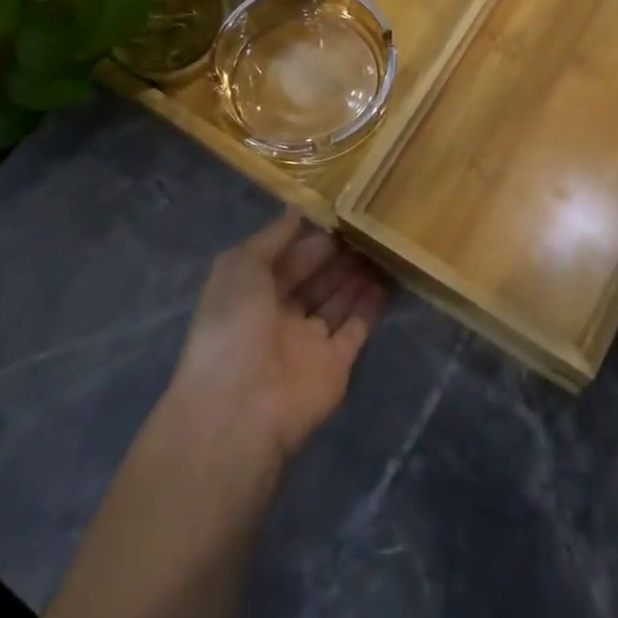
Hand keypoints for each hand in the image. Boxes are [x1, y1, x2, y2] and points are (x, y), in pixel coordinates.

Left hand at [169, 212, 386, 465]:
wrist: (242, 406)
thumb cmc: (233, 325)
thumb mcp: (240, 266)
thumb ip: (270, 238)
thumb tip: (296, 211)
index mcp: (251, 294)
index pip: (285, 260)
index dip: (308, 240)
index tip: (338, 216)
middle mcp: (279, 317)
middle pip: (313, 279)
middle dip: (336, 255)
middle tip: (366, 228)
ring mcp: (308, 343)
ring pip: (336, 301)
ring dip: (355, 276)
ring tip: (381, 246)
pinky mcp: (335, 365)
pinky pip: (355, 330)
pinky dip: (369, 308)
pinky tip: (384, 282)